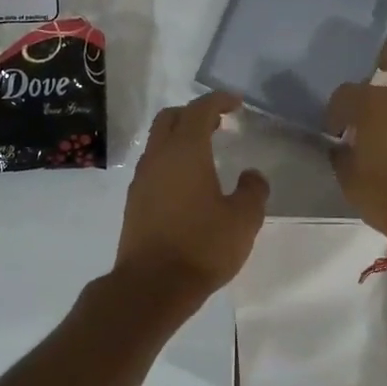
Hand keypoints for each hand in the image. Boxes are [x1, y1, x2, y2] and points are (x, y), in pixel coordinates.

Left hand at [114, 91, 269, 302]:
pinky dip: (170, 161)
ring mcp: (141, 180)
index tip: (235, 103)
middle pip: (170, 119)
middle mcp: (158, 157)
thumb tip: (251, 176)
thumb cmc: (202, 246)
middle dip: (193, 113)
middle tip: (218, 123)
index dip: (218, 100)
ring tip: (205, 153)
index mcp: (185, 151)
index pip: (199, 109)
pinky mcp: (134, 202)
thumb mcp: (243, 220)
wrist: (152, 285)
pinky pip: (153, 167)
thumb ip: (252, 191)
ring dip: (179, 138)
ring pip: (158, 143)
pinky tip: (188, 184)